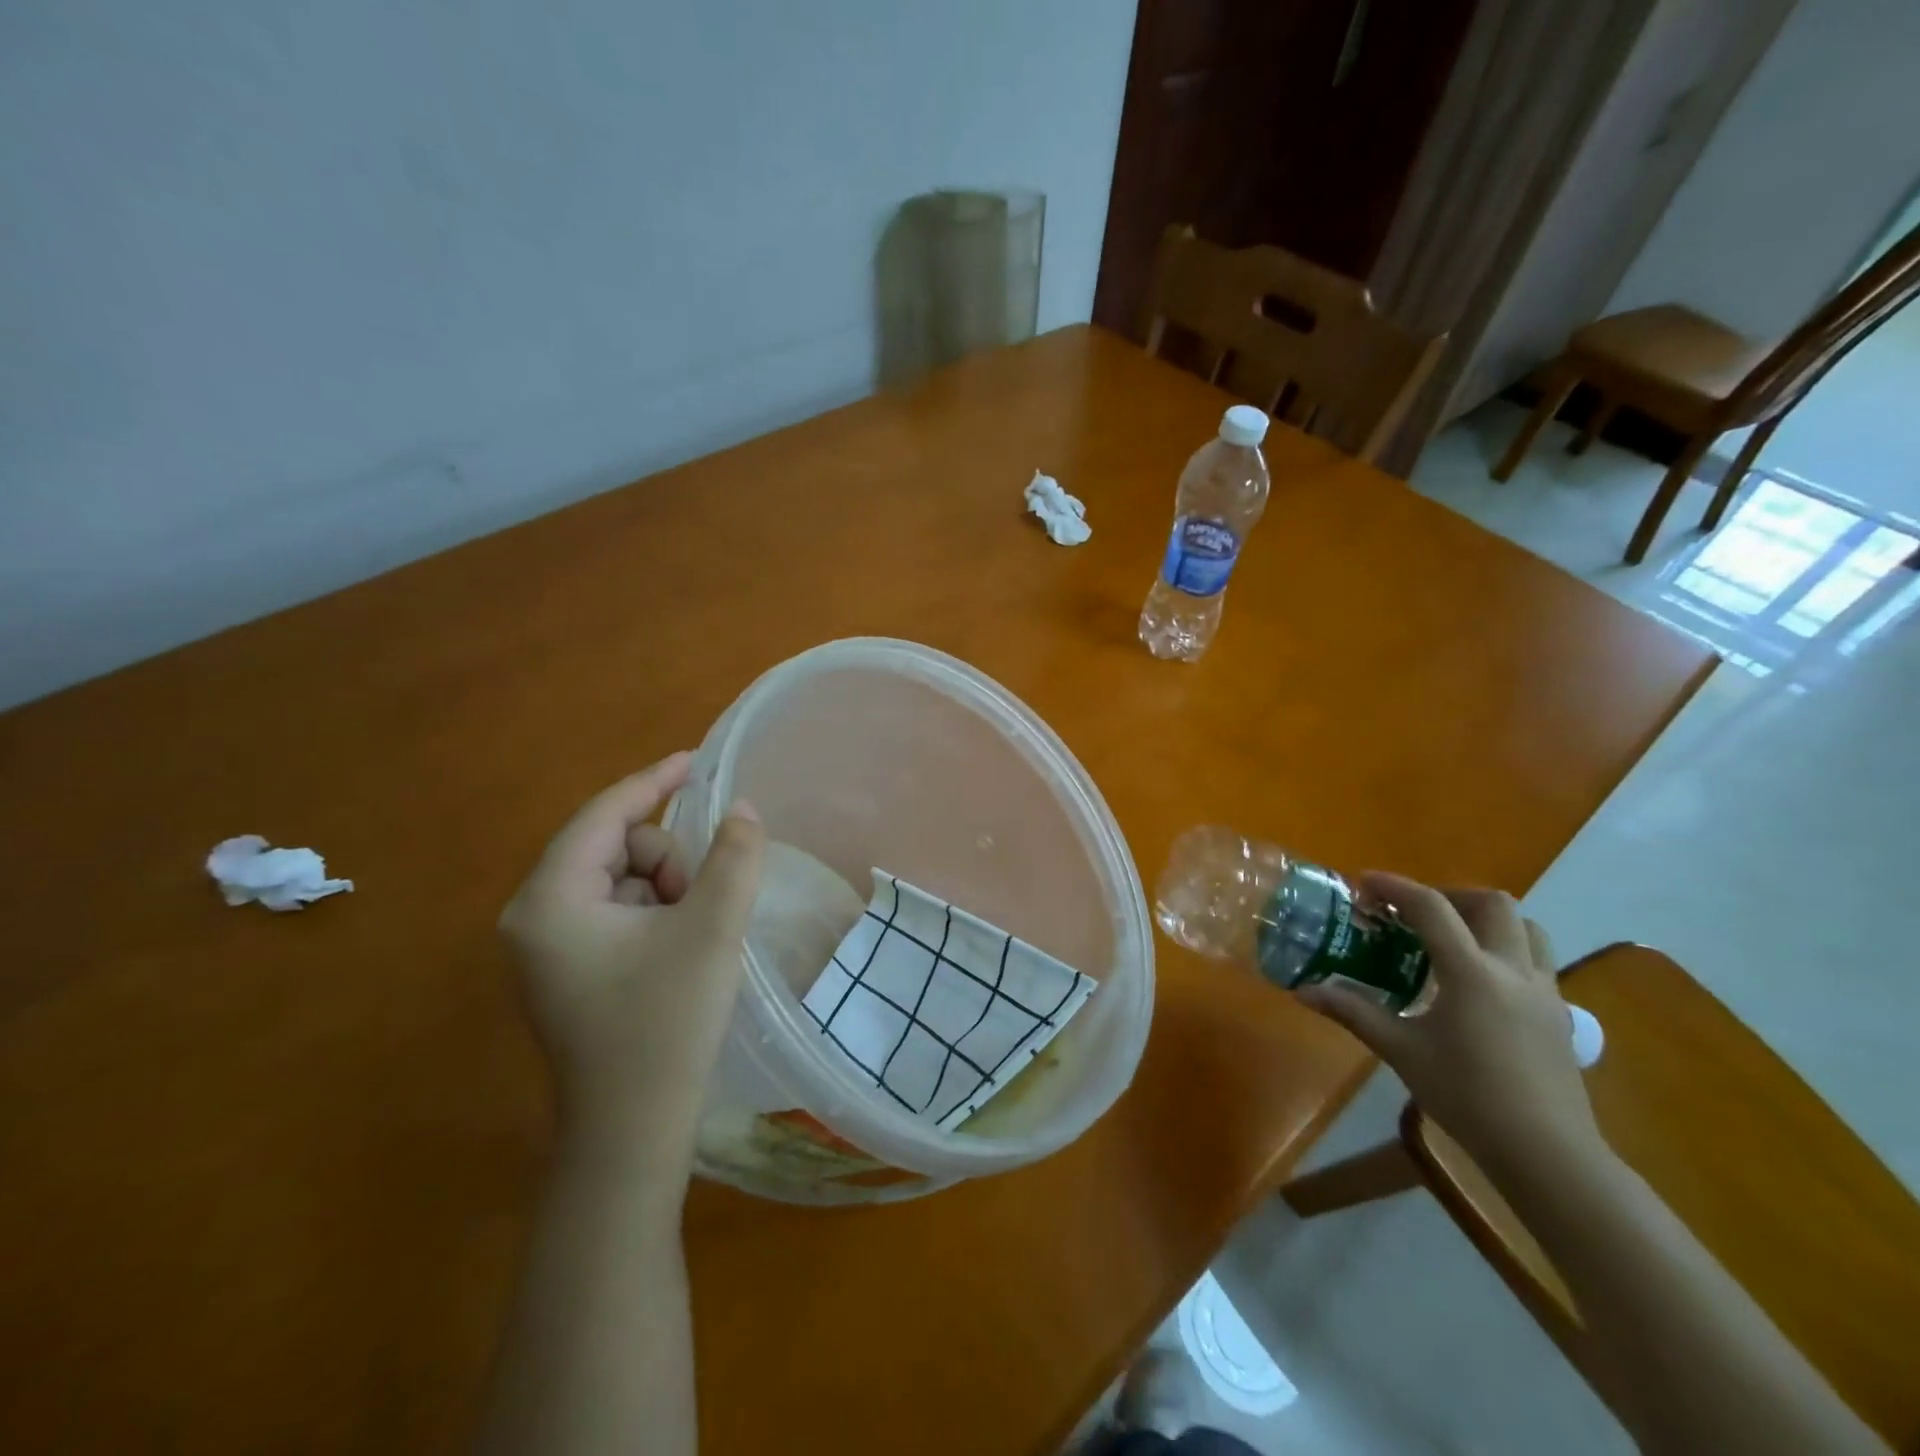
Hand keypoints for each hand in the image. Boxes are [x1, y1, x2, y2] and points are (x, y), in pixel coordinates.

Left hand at [500, 752, 765, 1156]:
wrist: (633, 1135)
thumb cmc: (665, 1025)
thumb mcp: (711, 930)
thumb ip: (733, 857)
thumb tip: (743, 809)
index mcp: (550, 900)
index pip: (604, 816)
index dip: (654, 782)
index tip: (697, 761)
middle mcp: (534, 916)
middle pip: (615, 847)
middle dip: (667, 862)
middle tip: (701, 905)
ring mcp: (548, 947)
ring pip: (622, 879)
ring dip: (667, 890)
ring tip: (693, 936)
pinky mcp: (568, 970)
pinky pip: (618, 911)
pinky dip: (656, 914)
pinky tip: (679, 951)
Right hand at [1297, 873, 1601, 1177]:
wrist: (1547, 1154)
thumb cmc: (1467, 1096)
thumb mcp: (1401, 1050)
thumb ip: (1353, 1012)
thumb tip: (1303, 990)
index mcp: (1471, 972)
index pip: (1431, 908)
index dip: (1395, 887)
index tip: (1364, 882)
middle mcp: (1513, 970)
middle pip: (1492, 903)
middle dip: (1449, 895)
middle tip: (1414, 912)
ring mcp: (1545, 991)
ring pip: (1526, 928)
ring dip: (1486, 919)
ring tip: (1451, 938)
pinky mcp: (1560, 1014)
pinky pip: (1536, 960)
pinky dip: (1505, 950)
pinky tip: (1479, 982)